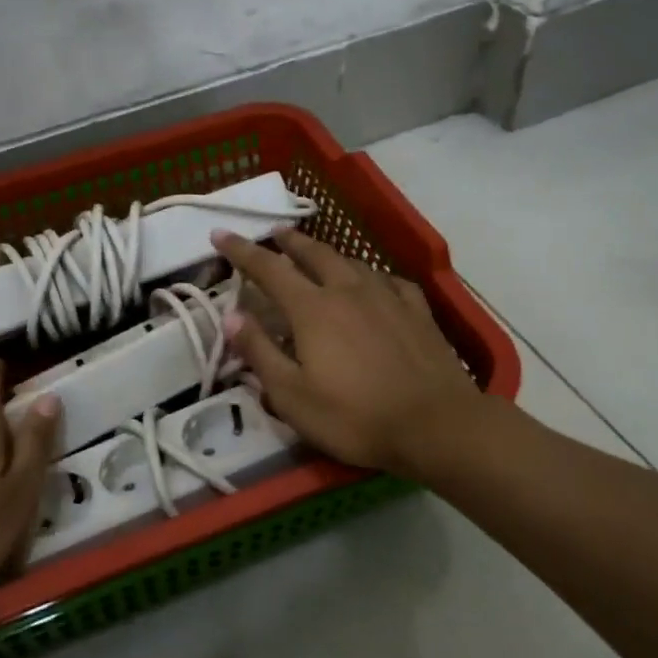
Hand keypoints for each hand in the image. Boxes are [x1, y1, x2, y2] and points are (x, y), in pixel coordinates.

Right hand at [212, 228, 480, 477]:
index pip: (268, 268)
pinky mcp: (417, 310)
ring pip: (351, 262)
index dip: (241, 250)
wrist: (437, 424)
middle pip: (313, 254)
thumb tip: (232, 316)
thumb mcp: (293, 396)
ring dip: (327, 253)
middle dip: (289, 241)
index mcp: (312, 308)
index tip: (220, 234)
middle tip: (274, 233)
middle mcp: (348, 290)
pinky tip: (374, 282)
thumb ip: (260, 352)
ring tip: (317, 254)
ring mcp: (387, 296)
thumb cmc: (355, 416)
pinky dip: (370, 275)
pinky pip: (388, 280)